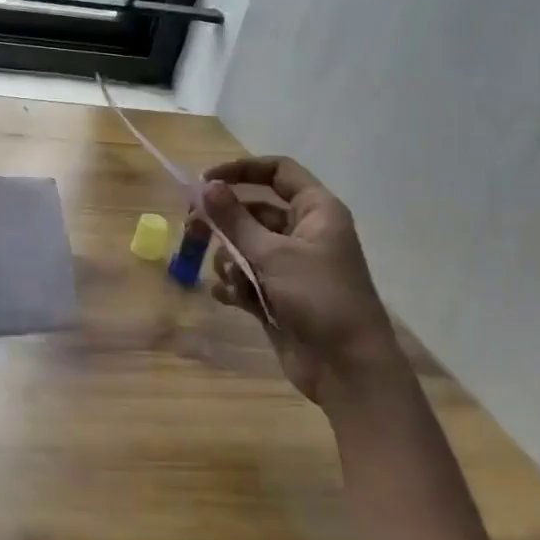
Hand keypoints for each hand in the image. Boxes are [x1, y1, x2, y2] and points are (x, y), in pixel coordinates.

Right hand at [199, 157, 400, 404]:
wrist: (347, 369)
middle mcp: (304, 232)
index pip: (277, 171)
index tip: (205, 181)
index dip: (241, 170)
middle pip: (253, 210)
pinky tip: (230, 297)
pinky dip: (234, 284)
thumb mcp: (271, 254)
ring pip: (245, 245)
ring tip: (229, 277)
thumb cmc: (317, 298)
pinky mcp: (279, 294)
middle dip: (223, 221)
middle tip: (192, 228)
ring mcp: (291, 265)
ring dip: (229, 258)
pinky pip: (246, 277)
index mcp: (316, 211)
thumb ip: (234, 219)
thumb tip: (205, 186)